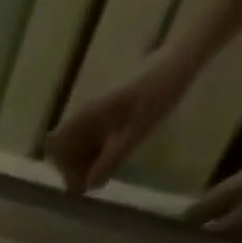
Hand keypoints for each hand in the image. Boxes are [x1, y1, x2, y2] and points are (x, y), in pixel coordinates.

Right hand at [44, 49, 194, 192]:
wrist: (184, 55)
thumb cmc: (161, 92)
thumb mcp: (137, 131)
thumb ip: (110, 160)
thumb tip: (89, 186)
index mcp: (86, 117)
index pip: (57, 149)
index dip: (65, 169)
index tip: (83, 182)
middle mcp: (85, 113)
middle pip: (65, 148)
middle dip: (75, 167)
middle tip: (96, 179)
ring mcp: (97, 108)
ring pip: (78, 142)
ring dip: (86, 159)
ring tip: (108, 167)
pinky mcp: (109, 105)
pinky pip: (92, 132)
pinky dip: (97, 146)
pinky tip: (115, 149)